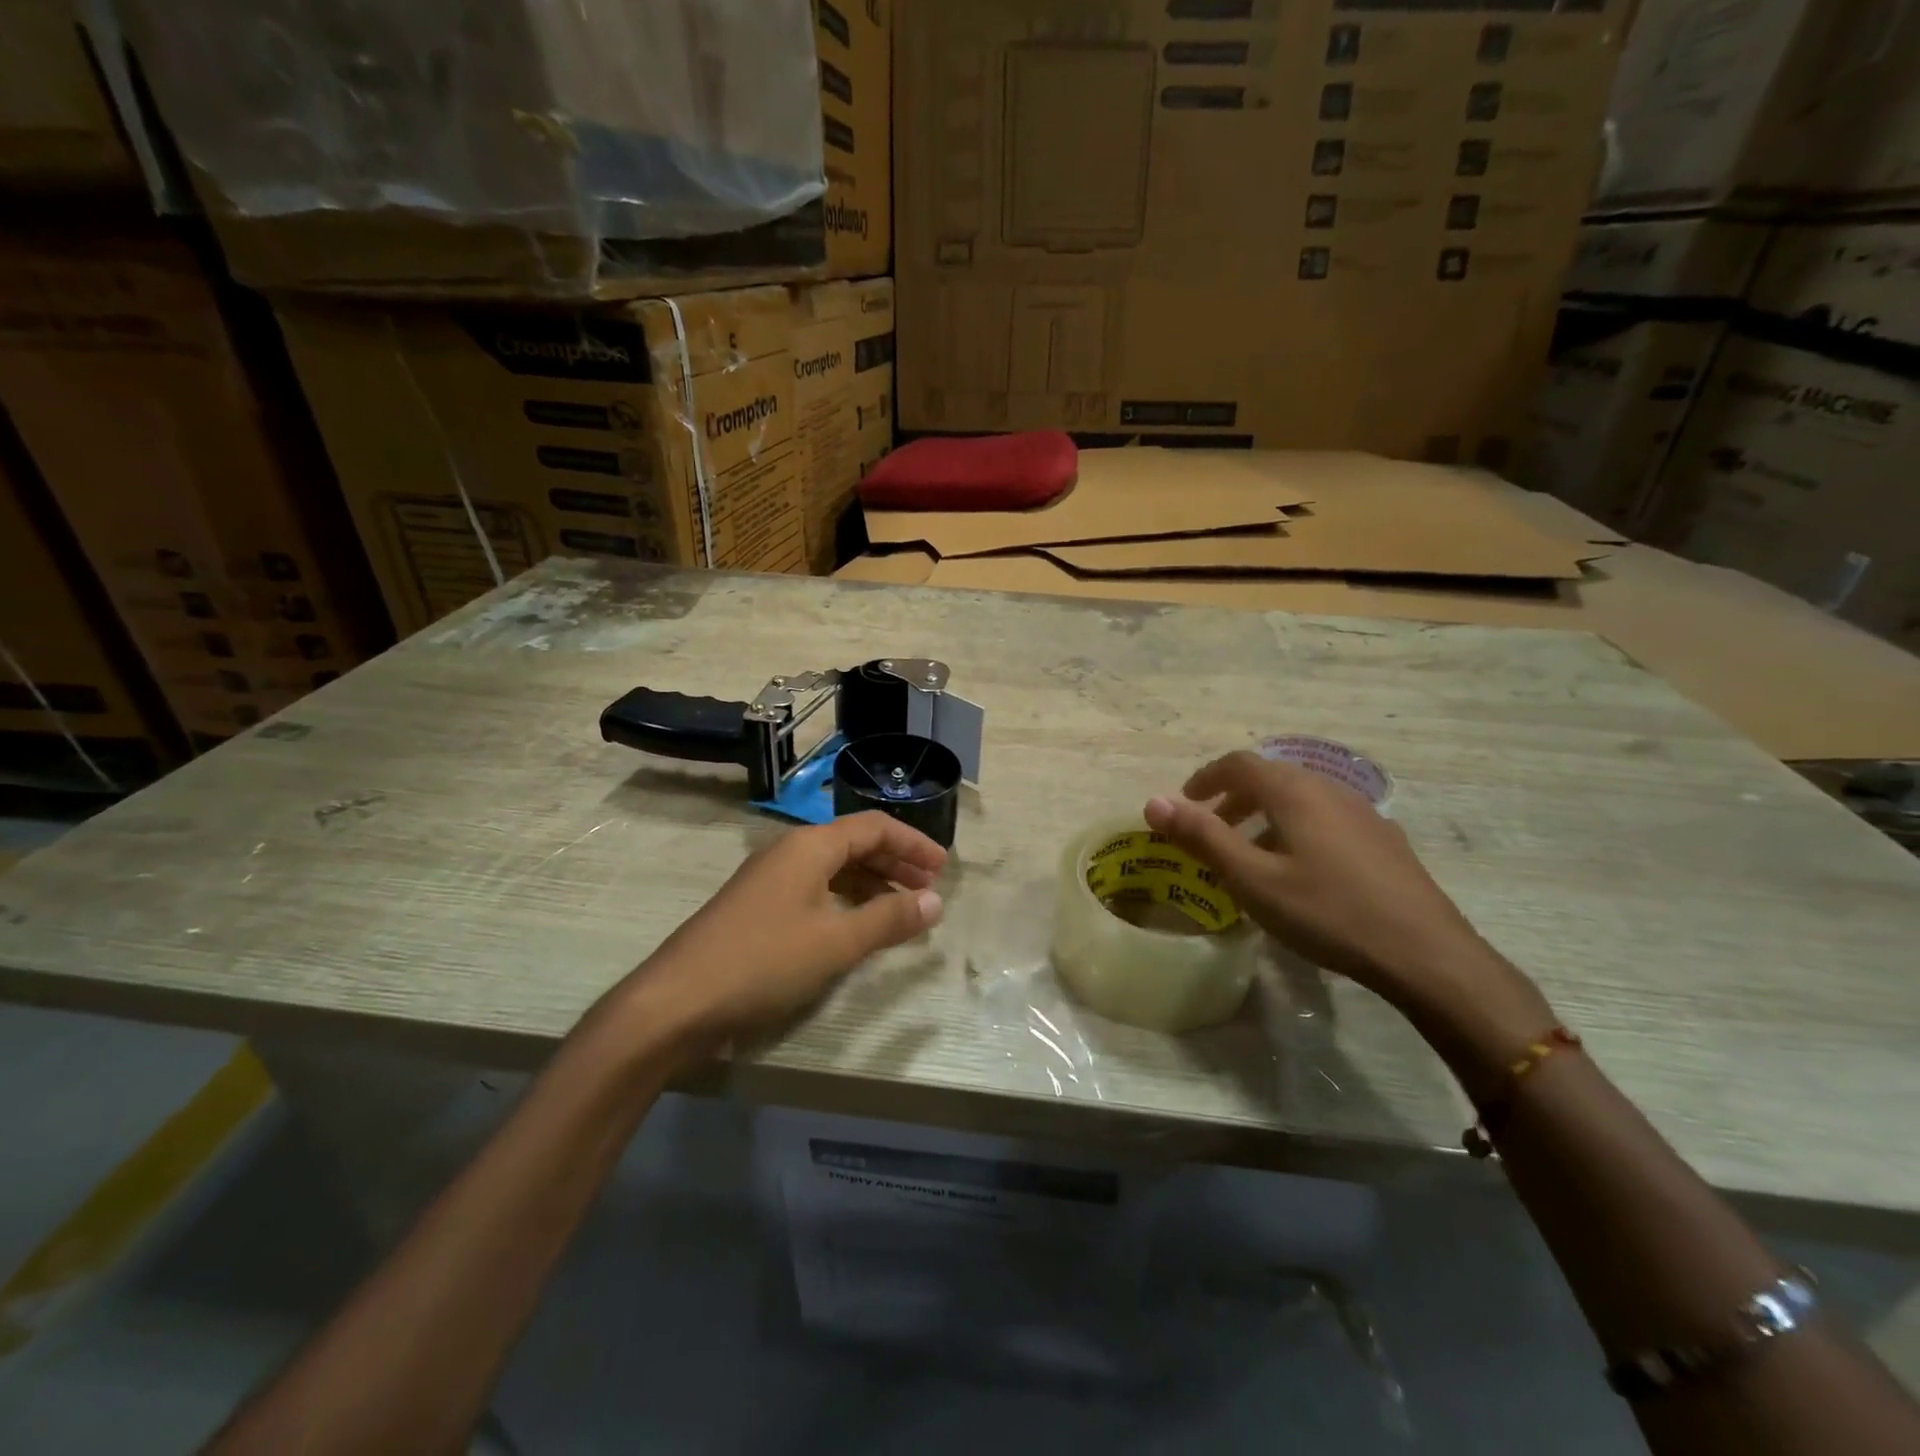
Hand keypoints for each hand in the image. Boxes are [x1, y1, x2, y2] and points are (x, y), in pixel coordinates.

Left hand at [610, 813, 946, 1059]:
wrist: (674, 1003)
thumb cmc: (762, 962)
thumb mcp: (836, 942)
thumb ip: (888, 919)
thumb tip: (934, 901)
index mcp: (809, 846)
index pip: (874, 827)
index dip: (913, 843)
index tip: (943, 868)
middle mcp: (788, 853)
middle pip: (854, 845)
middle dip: (895, 864)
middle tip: (928, 891)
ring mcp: (768, 881)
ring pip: (833, 870)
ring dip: (871, 885)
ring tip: (900, 911)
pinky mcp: (756, 910)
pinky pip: (814, 892)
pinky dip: (844, 903)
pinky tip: (855, 928)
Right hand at [1144, 752, 1549, 1047]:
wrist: (1425, 954)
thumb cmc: (1327, 912)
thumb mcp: (1252, 879)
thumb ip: (1201, 837)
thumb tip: (1152, 802)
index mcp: (1294, 791)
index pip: (1239, 764)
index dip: (1205, 778)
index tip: (1184, 803)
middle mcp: (1329, 789)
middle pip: (1270, 778)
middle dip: (1232, 798)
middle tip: (1210, 830)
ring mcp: (1363, 813)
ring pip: (1300, 799)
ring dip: (1264, 815)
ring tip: (1250, 854)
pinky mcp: (1384, 840)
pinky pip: (1325, 819)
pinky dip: (1296, 829)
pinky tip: (1300, 871)